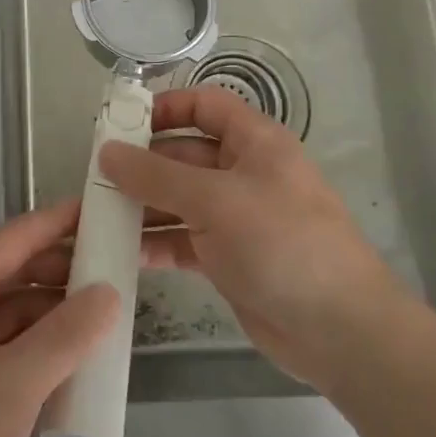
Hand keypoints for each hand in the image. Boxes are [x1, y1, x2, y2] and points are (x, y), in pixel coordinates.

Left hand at [0, 200, 116, 436]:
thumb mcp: (17, 381)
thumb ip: (68, 334)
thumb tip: (108, 292)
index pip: (19, 235)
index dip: (64, 222)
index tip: (106, 210)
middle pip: (13, 269)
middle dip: (63, 271)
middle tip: (118, 271)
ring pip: (6, 307)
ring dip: (49, 312)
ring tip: (102, 317)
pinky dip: (29, 343)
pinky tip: (65, 360)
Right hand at [104, 85, 398, 386]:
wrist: (340, 331)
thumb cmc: (282, 244)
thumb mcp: (215, 200)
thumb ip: (156, 175)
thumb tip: (107, 152)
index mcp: (254, 142)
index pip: (204, 105)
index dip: (165, 108)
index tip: (120, 123)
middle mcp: (244, 172)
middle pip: (184, 154)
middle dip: (142, 164)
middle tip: (94, 177)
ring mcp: (236, 217)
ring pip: (179, 199)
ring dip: (142, 205)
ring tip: (98, 214)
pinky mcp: (228, 258)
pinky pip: (183, 239)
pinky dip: (156, 242)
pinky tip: (123, 251)